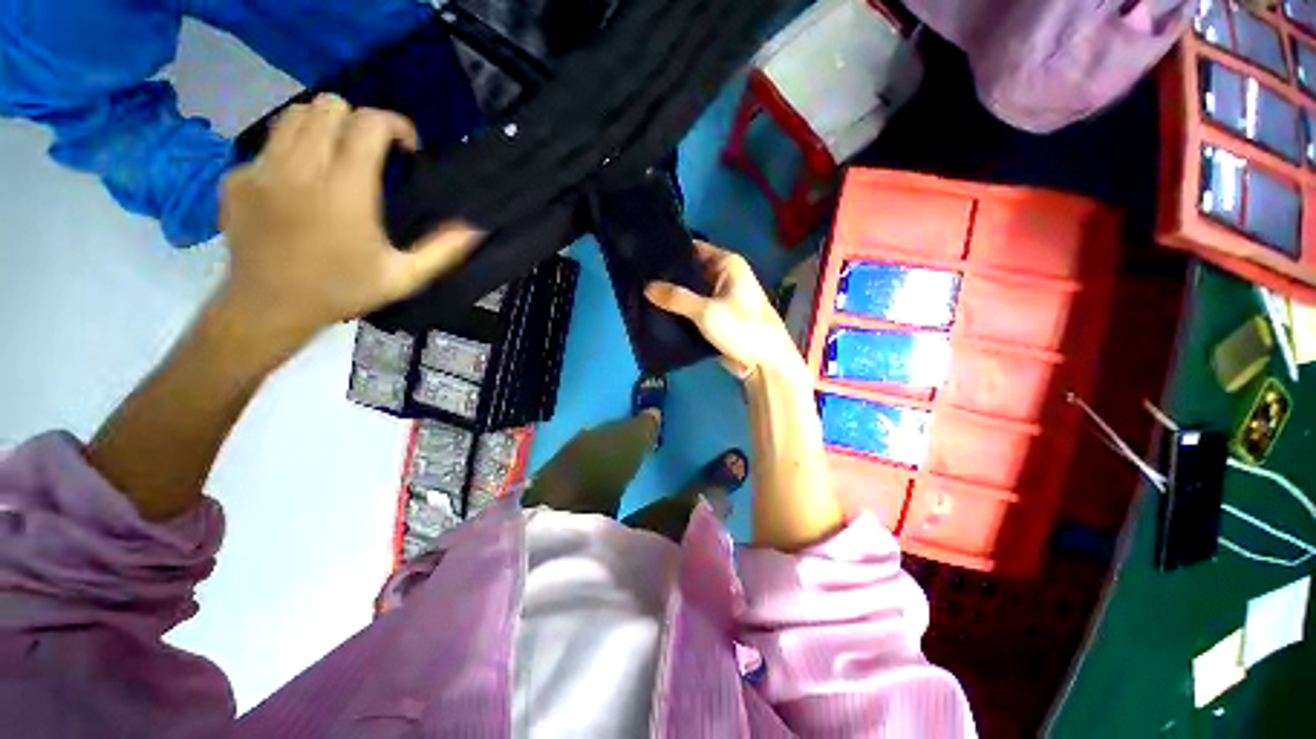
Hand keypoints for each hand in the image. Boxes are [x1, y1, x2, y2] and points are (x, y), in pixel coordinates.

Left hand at [218, 93, 479, 344]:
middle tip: (370, 153)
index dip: (395, 124)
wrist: (269, 307)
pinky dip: (291, 153)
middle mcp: (302, 167)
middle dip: (358, 122)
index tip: (406, 148)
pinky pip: (270, 145)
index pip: (368, 123)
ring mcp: (264, 169)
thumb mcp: (404, 277)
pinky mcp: (238, 177)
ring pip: (295, 114)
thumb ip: (442, 250)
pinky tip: (299, 187)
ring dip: (323, 127)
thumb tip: (475, 230)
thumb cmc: (342, 291)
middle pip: (330, 106)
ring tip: (335, 158)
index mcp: (346, 190)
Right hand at [645, 241, 804, 379]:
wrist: (764, 363)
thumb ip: (676, 298)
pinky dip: (679, 310)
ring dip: (672, 295)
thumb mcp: (706, 312)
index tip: (643, 255)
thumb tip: (646, 287)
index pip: (693, 249)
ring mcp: (719, 297)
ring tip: (640, 293)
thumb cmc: (741, 329)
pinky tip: (656, 311)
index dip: (670, 251)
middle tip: (638, 277)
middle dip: (667, 276)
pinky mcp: (714, 316)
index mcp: (727, 264)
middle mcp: (723, 276)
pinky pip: (692, 308)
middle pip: (689, 271)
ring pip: (689, 291)